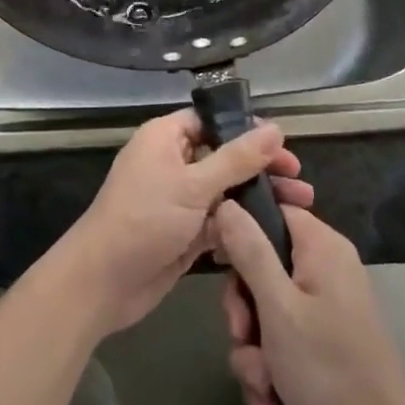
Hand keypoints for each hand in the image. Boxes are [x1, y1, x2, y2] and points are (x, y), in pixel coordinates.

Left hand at [56, 109, 312, 338]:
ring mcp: (178, 199)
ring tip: (300, 208)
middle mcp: (172, 162)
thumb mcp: (194, 184)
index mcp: (165, 137)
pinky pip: (219, 222)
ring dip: (258, 199)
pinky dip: (241, 226)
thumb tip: (276, 128)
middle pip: (224, 157)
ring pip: (225, 191)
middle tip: (299, 182)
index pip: (212, 121)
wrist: (103, 282)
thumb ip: (237, 158)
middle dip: (261, 169)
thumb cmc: (145, 219)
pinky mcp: (184, 232)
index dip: (247, 130)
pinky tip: (273, 235)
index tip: (284, 145)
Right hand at [215, 201, 404, 404]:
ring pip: (267, 309)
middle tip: (241, 335)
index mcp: (322, 247)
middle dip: (244, 308)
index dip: (240, 228)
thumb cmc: (328, 370)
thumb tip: (226, 202)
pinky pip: (283, 339)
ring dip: (253, 348)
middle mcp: (326, 268)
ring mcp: (327, 307)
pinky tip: (269, 401)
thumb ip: (250, 251)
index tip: (216, 259)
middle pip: (264, 264)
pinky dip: (271, 368)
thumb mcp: (277, 308)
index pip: (273, 210)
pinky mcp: (326, 343)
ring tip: (260, 383)